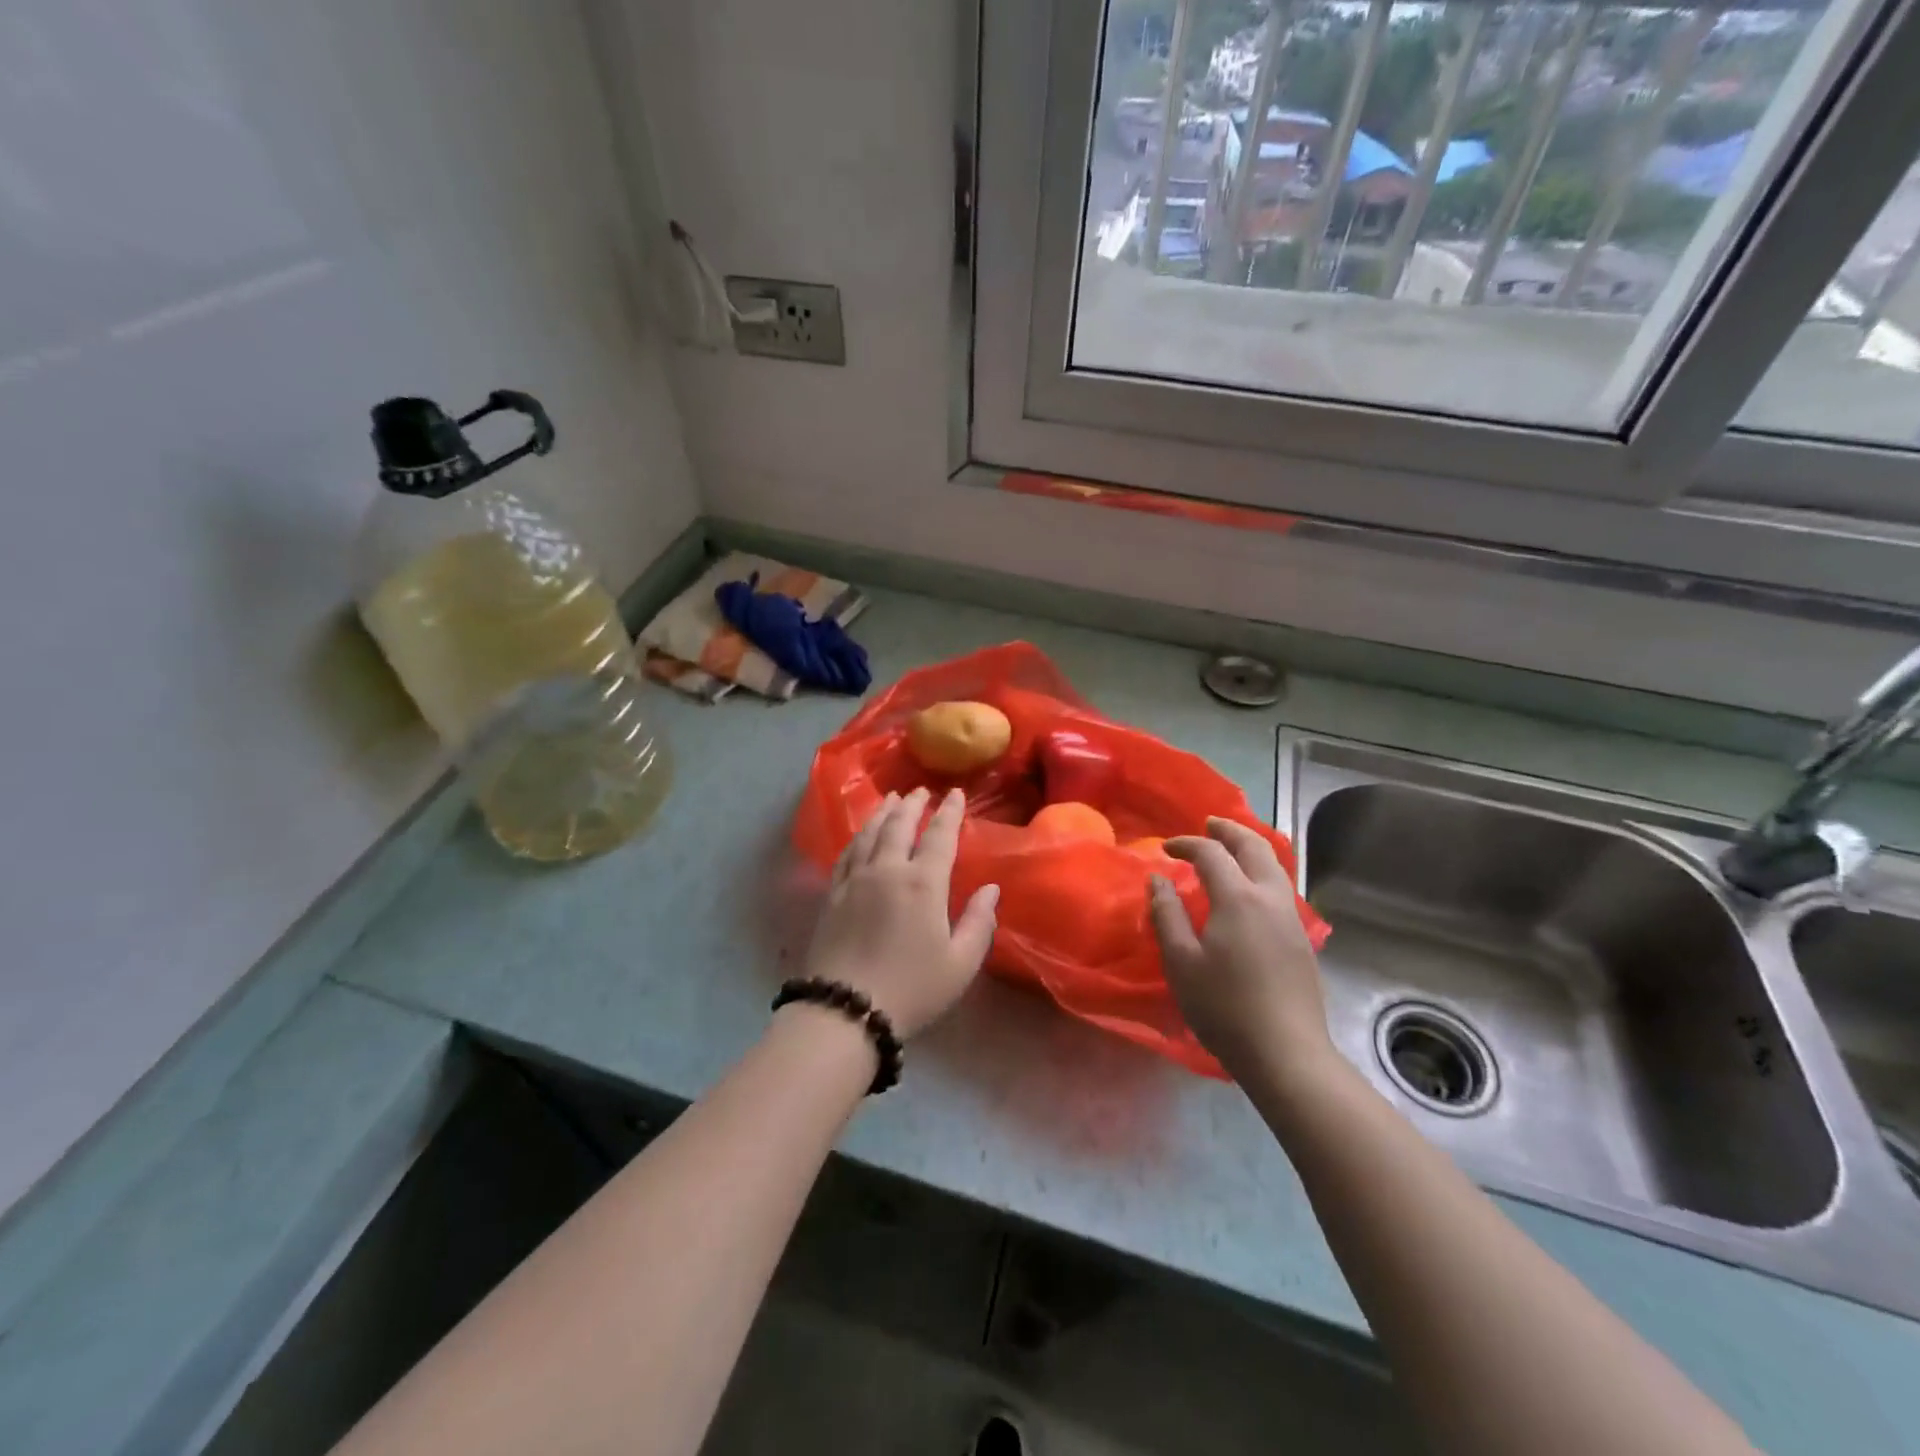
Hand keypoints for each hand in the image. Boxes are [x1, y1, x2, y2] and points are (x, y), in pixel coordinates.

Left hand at [805, 787, 999, 1037]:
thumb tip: (991, 889)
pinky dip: (858, 836)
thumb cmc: (912, 989)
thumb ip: (979, 922)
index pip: (939, 836)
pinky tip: (861, 834)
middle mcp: (887, 870)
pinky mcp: (832, 894)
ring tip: (891, 799)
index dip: (949, 813)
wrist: (845, 1010)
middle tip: (920, 791)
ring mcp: (855, 880)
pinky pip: (847, 854)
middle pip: (899, 826)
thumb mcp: (960, 963)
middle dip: (912, 805)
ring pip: (869, 834)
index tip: (955, 794)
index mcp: (923, 883)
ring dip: (883, 813)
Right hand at [1148, 817, 1334, 1084]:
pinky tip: (1250, 890)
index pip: (1212, 854)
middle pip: (1255, 848)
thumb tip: (1158, 880)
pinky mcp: (1302, 940)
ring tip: (1232, 849)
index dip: (1187, 844)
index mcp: (1239, 898)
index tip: (1166, 849)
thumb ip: (1167, 915)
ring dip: (1251, 849)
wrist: (1286, 1053)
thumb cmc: (1224, 1006)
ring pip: (1275, 867)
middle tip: (1210, 824)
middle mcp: (1271, 898)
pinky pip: (1282, 888)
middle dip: (1230, 831)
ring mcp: (1292, 919)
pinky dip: (1263, 872)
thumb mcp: (1181, 961)